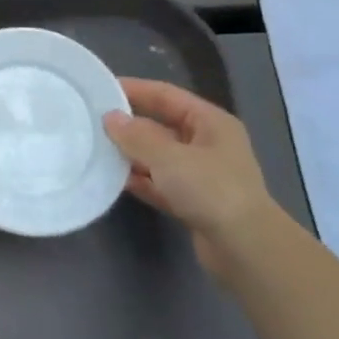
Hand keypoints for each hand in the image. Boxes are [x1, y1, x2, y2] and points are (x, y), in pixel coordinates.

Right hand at [104, 79, 277, 281]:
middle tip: (91, 121)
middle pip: (160, 126)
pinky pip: (159, 183)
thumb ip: (136, 136)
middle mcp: (207, 144)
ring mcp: (201, 175)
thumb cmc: (211, 190)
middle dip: (129, 125)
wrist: (246, 249)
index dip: (134, 89)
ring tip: (96, 149)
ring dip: (131, 154)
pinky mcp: (193, 202)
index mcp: (210, 122)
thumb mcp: (169, 157)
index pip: (166, 95)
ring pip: (158, 156)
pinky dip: (140, 180)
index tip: (100, 89)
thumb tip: (110, 117)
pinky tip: (114, 180)